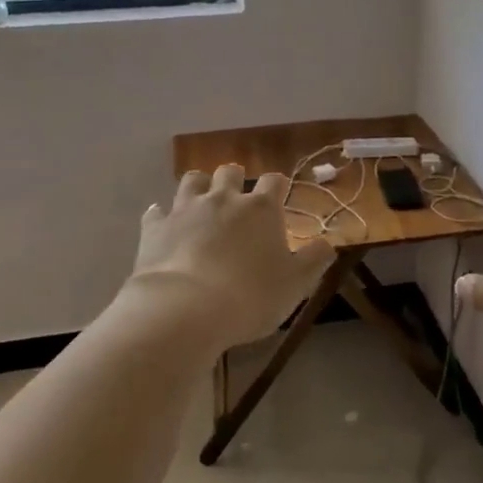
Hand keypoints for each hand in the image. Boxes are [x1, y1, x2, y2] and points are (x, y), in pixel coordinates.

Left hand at [125, 163, 335, 350]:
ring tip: (202, 200)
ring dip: (199, 186)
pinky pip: (156, 211)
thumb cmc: (250, 297)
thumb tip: (328, 243)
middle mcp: (224, 199)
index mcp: (261, 209)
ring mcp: (186, 209)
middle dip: (236, 179)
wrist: (184, 309)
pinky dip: (162, 215)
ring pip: (192, 180)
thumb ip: (314, 260)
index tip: (280, 195)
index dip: (278, 186)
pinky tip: (163, 223)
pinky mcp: (155, 227)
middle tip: (238, 196)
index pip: (275, 182)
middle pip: (230, 173)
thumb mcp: (295, 284)